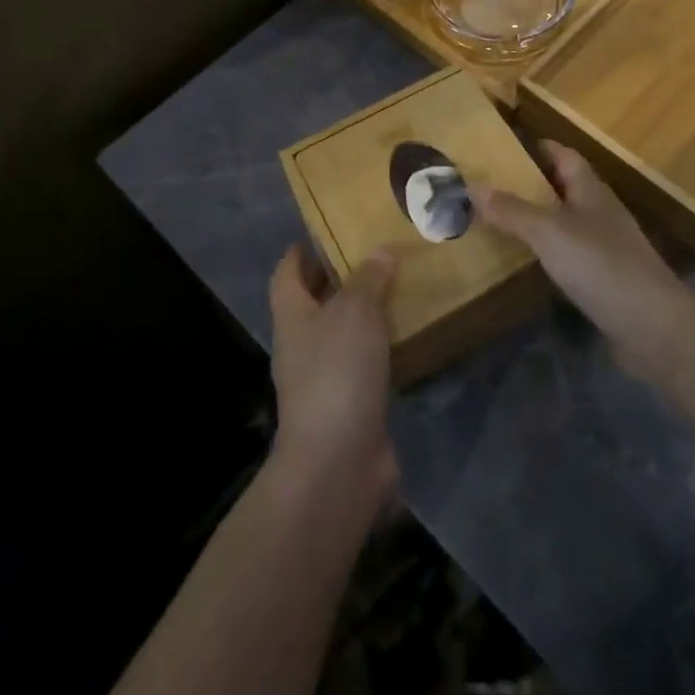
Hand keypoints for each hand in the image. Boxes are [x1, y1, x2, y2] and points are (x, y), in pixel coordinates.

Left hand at [267, 243, 399, 503]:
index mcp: (292, 316)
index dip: (302, 251)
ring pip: (342, 332)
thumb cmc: (337, 372)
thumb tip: (380, 251)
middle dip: (339, 278)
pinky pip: (364, 363)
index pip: (287, 273)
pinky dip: (381, 347)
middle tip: (375, 254)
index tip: (328, 232)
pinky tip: (407, 335)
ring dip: (364, 313)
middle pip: (314, 302)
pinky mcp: (349, 404)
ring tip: (398, 287)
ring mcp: (323, 378)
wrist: (338, 463)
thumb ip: (369, 278)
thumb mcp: (355, 311)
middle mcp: (302, 344)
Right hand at [473, 142, 694, 384]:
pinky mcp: (607, 281)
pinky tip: (530, 263)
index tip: (509, 144)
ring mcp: (608, 249)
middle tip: (493, 184)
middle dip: (534, 183)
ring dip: (540, 219)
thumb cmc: (601, 266)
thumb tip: (471, 184)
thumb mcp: (550, 233)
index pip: (566, 156)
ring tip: (502, 221)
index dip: (541, 147)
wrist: (653, 328)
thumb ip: (512, 211)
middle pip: (566, 188)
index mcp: (592, 192)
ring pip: (568, 223)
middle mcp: (601, 214)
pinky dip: (549, 253)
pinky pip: (571, 256)